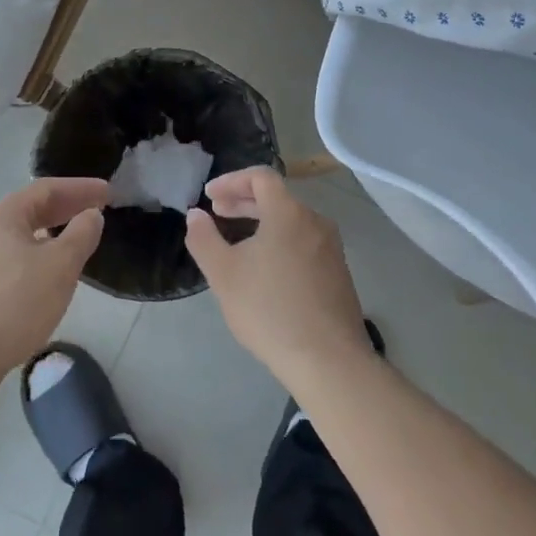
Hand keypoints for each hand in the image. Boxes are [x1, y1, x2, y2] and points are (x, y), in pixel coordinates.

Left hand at [0, 177, 107, 390]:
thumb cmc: (14, 304)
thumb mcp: (60, 266)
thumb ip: (81, 235)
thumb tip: (91, 215)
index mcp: (3, 216)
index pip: (47, 189)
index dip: (81, 188)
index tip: (108, 192)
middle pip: (32, 210)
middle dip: (67, 208)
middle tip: (98, 211)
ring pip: (22, 236)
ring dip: (53, 233)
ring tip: (77, 242)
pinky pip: (13, 258)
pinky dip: (38, 255)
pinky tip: (48, 274)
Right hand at [185, 167, 371, 393]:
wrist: (327, 359)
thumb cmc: (269, 310)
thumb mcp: (224, 274)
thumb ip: (204, 238)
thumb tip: (196, 215)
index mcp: (289, 213)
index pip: (260, 177)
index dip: (231, 180)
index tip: (209, 196)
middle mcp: (315, 221)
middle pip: (277, 198)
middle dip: (243, 201)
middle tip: (217, 213)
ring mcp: (332, 247)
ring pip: (292, 221)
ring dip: (262, 222)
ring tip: (238, 242)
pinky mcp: (339, 272)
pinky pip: (304, 242)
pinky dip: (280, 241)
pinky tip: (266, 268)